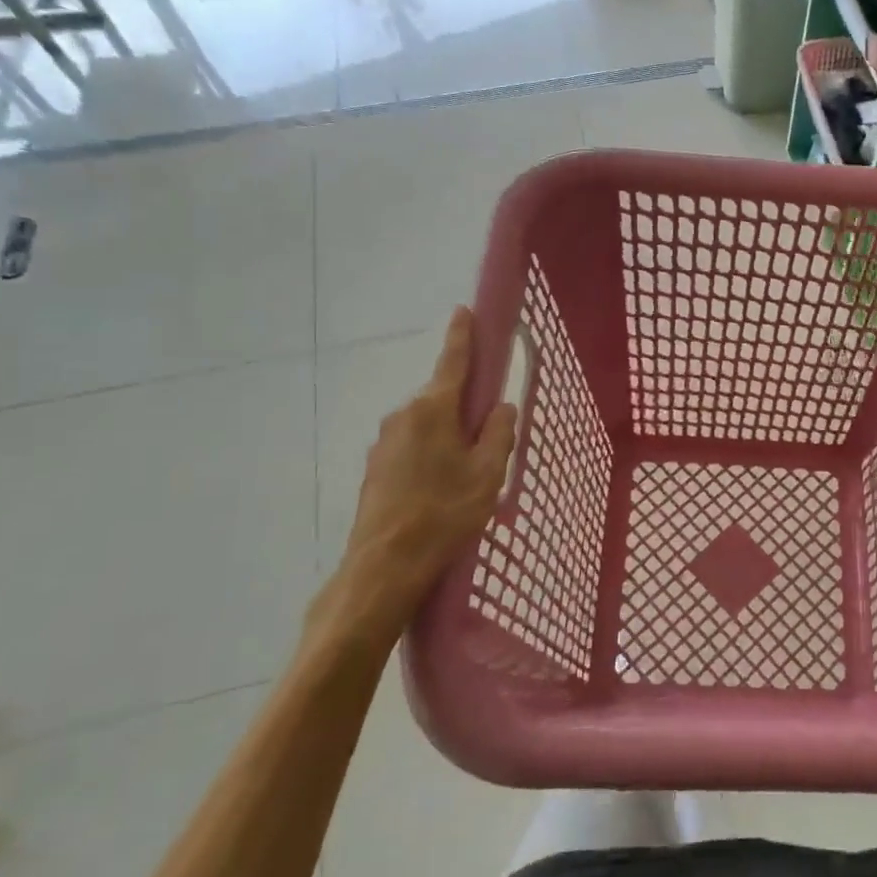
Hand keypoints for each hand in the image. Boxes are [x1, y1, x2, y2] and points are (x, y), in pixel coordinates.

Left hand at [309, 308, 516, 656]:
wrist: (385, 566)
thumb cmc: (445, 512)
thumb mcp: (488, 472)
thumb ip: (500, 433)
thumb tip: (500, 407)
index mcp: (433, 409)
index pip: (453, 361)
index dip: (463, 336)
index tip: (464, 310)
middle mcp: (403, 416)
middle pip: (442, 398)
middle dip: (465, 406)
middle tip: (489, 437)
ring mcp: (384, 443)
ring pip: (428, 426)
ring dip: (449, 436)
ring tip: (467, 476)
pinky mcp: (376, 469)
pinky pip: (412, 448)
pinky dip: (431, 456)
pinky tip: (441, 491)